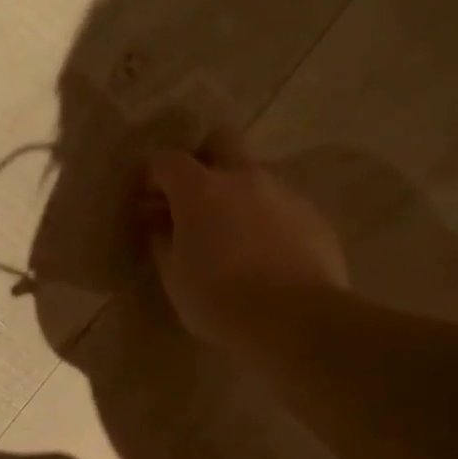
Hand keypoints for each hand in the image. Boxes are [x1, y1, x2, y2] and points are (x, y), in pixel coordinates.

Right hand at [141, 128, 346, 344]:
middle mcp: (245, 178)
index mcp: (201, 191)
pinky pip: (281, 206)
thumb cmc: (217, 299)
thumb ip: (163, 241)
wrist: (294, 319)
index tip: (143, 197)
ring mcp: (285, 193)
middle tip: (191, 196)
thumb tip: (160, 222)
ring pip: (256, 174)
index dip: (150, 174)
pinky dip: (265, 219)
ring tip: (229, 234)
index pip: (167, 161)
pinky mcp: (314, 217)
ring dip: (236, 193)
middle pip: (222, 139)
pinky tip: (262, 255)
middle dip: (203, 157)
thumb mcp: (173, 276)